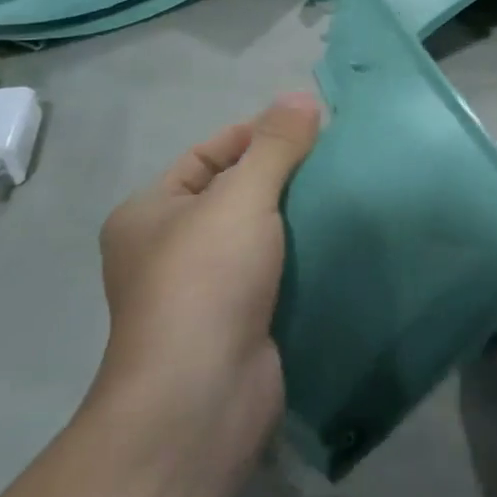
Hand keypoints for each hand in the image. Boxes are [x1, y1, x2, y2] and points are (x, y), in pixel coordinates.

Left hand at [92, 94, 321, 479]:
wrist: (201, 399)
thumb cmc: (206, 283)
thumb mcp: (241, 198)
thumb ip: (274, 146)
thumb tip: (302, 97)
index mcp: (150, 213)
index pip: (208, 154)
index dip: (256, 134)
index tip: (311, 127)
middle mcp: (169, 249)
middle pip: (235, 192)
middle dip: (284, 175)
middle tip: (336, 159)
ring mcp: (203, 290)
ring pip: (259, 235)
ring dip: (298, 218)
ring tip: (346, 193)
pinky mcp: (238, 321)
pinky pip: (275, 272)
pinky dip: (302, 256)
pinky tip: (340, 241)